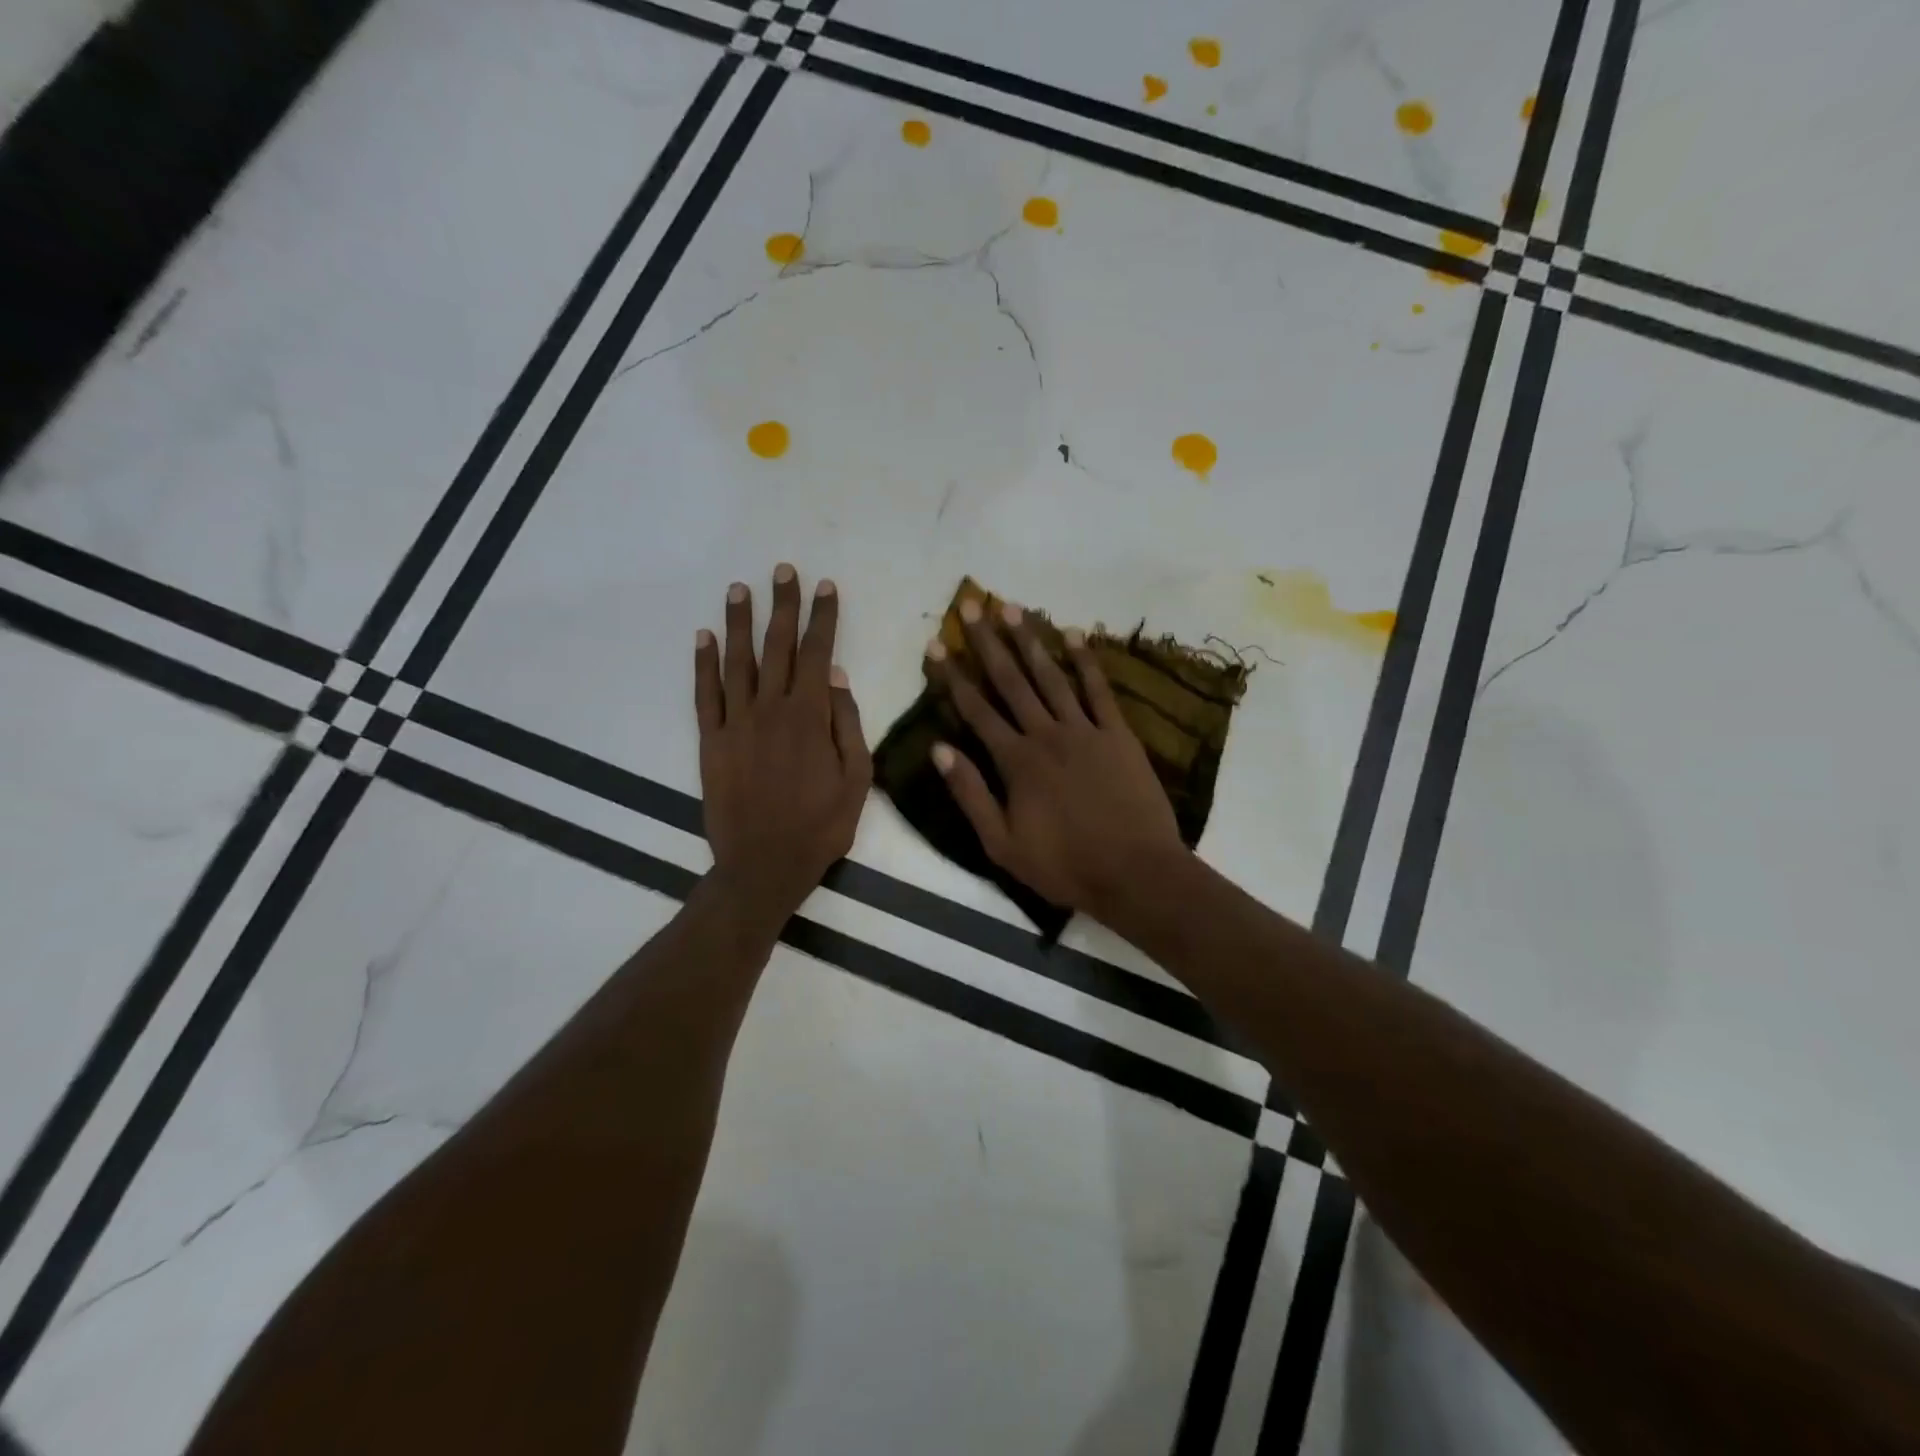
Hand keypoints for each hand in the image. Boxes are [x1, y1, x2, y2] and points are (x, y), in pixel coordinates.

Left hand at [695, 564, 870, 921]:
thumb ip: (849, 724)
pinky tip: (703, 636)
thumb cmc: (820, 825)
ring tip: (739, 589)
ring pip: (737, 661)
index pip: (819, 653)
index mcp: (811, 716)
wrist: (764, 865)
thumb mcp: (857, 780)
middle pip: (778, 646)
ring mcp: (736, 723)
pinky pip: (705, 694)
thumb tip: (839, 677)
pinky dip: (703, 663)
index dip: (823, 617)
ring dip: (739, 622)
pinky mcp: (711, 741)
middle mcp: (771, 709)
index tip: (826, 587)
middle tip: (783, 570)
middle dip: (783, 605)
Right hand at [928, 598, 1188, 921]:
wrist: (1136, 872)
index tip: (935, 645)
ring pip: (1051, 676)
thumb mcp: (1002, 844)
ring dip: (1030, 641)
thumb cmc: (1065, 865)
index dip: (952, 676)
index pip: (976, 710)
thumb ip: (970, 794)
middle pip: (1011, 681)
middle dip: (987, 643)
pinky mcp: (1118, 734)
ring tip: (1012, 608)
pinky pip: (1100, 690)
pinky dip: (1087, 660)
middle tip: (971, 605)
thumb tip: (939, 749)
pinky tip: (1073, 633)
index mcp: (1016, 761)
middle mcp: (1046, 734)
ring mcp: (1085, 730)